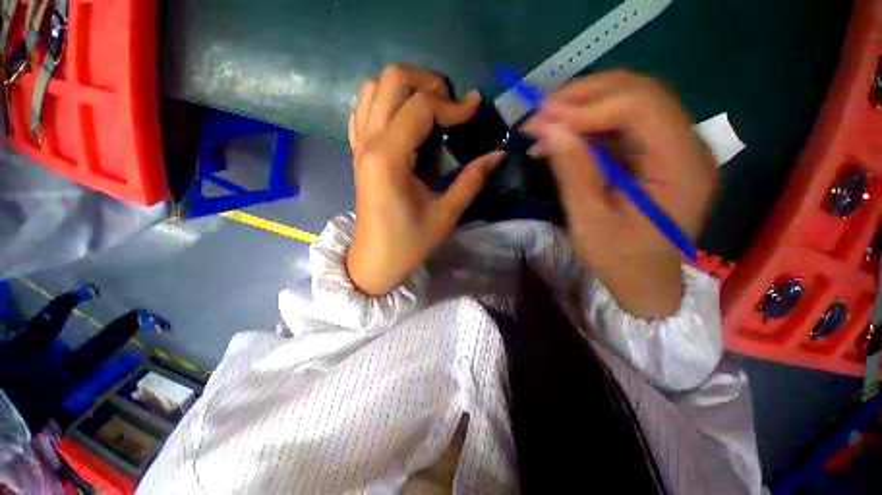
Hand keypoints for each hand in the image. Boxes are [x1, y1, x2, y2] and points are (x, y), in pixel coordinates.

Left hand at [346, 65, 504, 294]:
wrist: (375, 260)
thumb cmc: (409, 243)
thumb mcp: (445, 215)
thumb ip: (472, 180)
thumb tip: (497, 154)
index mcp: (390, 158)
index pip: (422, 106)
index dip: (453, 105)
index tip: (475, 112)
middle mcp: (369, 142)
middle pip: (392, 78)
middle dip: (427, 82)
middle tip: (450, 106)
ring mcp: (359, 145)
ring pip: (374, 88)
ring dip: (405, 88)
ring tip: (430, 109)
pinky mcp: (357, 152)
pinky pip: (364, 109)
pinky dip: (386, 102)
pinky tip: (405, 121)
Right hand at [523, 71, 717, 317]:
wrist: (647, 283)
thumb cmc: (621, 261)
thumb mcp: (591, 222)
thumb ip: (573, 172)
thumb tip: (548, 129)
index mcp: (682, 166)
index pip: (641, 106)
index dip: (589, 105)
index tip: (543, 119)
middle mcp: (687, 146)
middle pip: (639, 93)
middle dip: (585, 95)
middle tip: (541, 113)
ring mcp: (674, 148)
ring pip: (630, 102)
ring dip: (584, 106)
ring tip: (546, 123)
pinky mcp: (657, 155)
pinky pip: (623, 125)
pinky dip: (589, 125)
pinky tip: (562, 137)